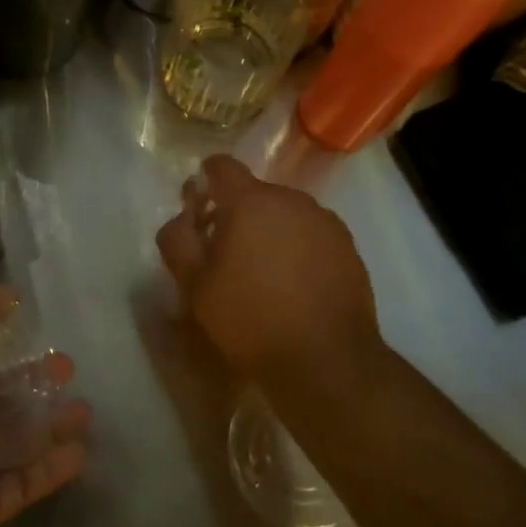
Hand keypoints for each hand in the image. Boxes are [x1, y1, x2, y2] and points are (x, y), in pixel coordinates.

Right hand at [155, 155, 383, 382]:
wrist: (325, 360)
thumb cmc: (250, 319)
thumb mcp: (195, 284)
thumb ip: (177, 239)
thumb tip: (182, 217)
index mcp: (250, 202)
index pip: (221, 166)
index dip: (204, 182)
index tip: (198, 211)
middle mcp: (291, 200)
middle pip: (254, 193)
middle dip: (235, 214)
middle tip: (225, 255)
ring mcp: (325, 222)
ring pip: (284, 214)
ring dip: (268, 231)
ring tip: (262, 274)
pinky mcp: (347, 246)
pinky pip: (311, 234)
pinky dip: (297, 248)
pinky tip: (293, 285)